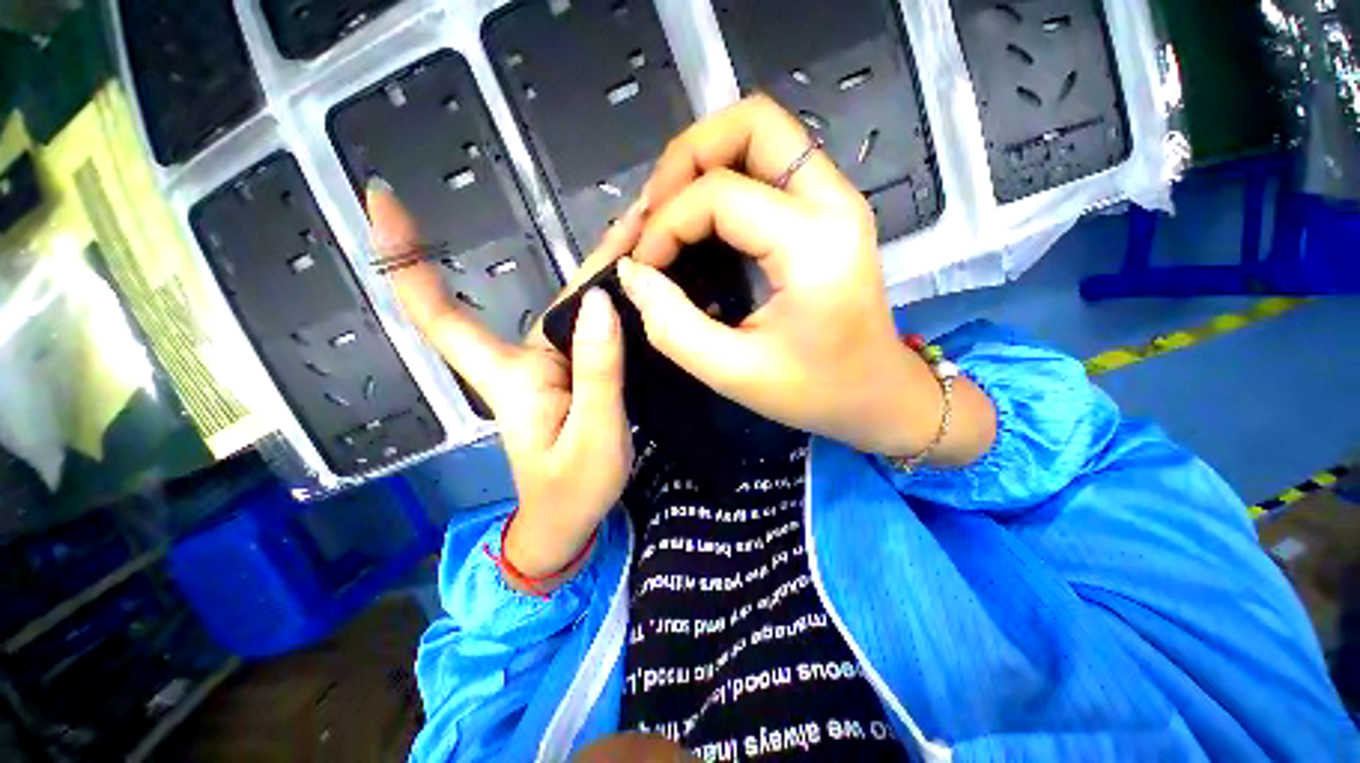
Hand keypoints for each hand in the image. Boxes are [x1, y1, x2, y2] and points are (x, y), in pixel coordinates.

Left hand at [367, 182, 644, 584]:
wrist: (571, 519)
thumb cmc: (573, 490)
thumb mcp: (593, 436)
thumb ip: (598, 373)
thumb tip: (603, 302)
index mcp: (510, 376)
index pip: (440, 316)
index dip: (405, 261)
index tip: (381, 199)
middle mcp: (527, 359)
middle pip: (552, 294)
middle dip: (593, 253)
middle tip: (638, 214)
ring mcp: (555, 364)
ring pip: (580, 306)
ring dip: (611, 269)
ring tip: (650, 233)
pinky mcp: (578, 371)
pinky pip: (596, 326)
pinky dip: (618, 298)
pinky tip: (642, 280)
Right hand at [617, 95, 994, 463]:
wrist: (876, 395)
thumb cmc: (813, 392)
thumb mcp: (733, 372)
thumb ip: (673, 325)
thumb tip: (632, 273)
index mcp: (814, 245)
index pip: (719, 194)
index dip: (665, 224)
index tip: (642, 267)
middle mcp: (833, 202)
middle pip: (752, 122)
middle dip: (685, 158)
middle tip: (654, 214)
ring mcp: (836, 199)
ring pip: (762, 132)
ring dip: (703, 162)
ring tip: (670, 214)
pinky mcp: (829, 210)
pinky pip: (769, 164)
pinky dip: (724, 178)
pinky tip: (701, 221)